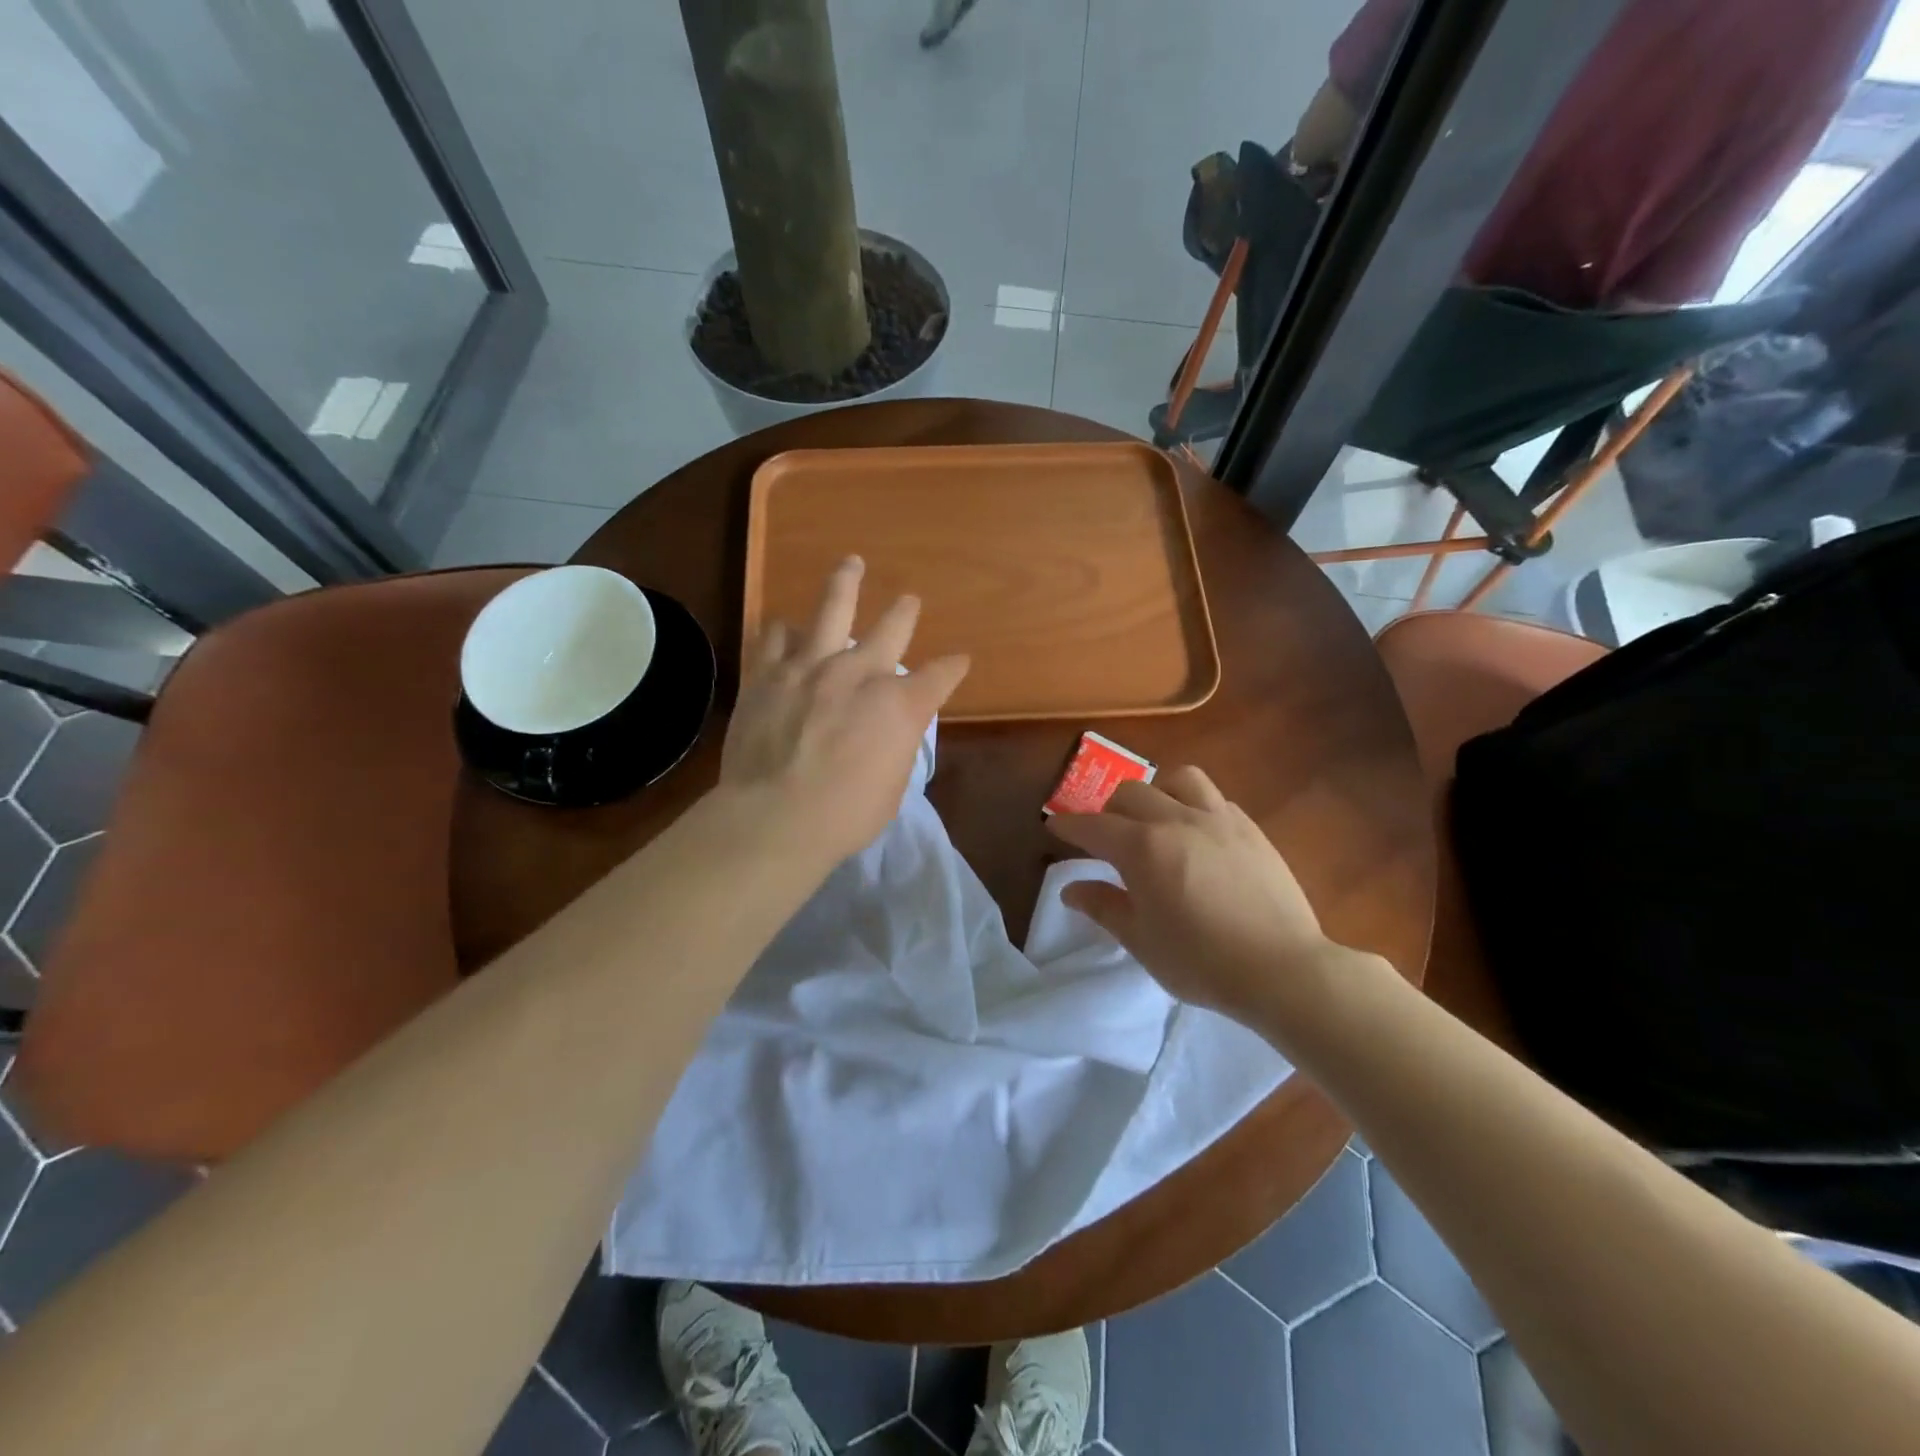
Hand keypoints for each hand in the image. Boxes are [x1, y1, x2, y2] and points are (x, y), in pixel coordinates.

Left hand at [721, 556, 968, 864]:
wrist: (775, 818)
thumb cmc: (845, 815)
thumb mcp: (892, 786)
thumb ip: (895, 745)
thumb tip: (889, 730)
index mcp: (899, 705)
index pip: (939, 676)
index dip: (952, 668)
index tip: (958, 661)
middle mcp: (859, 673)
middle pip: (891, 628)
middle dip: (904, 613)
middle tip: (909, 600)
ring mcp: (810, 666)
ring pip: (832, 608)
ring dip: (845, 583)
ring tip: (851, 565)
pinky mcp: (767, 674)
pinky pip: (774, 636)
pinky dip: (783, 631)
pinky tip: (784, 627)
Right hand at [1047, 767, 1350, 1028]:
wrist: (1282, 969)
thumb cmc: (1201, 962)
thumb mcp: (1142, 941)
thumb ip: (1104, 907)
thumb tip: (1071, 889)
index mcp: (1143, 848)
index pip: (1094, 826)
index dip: (1070, 825)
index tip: (1055, 827)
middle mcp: (1176, 820)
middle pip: (1131, 793)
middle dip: (1110, 810)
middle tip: (1106, 837)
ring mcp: (1218, 819)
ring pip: (1178, 778)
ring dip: (1157, 791)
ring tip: (1156, 818)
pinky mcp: (1250, 828)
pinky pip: (1214, 797)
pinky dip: (1194, 805)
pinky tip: (1197, 833)